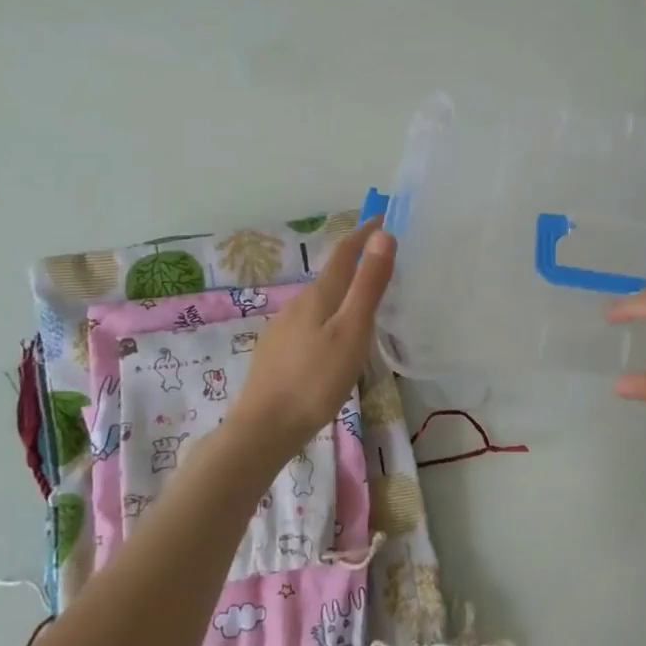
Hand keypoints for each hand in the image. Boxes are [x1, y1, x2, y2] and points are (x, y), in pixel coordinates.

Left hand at [223, 221, 394, 466]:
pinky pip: (309, 323)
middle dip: (355, 264)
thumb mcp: (352, 331)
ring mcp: (283, 328)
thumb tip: (382, 235)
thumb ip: (368, 285)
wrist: (263, 428)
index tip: (382, 217)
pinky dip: (327, 318)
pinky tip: (332, 340)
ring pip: (319, 302)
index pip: (344, 253)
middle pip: (331, 276)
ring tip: (363, 304)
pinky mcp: (277, 352)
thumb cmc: (315, 379)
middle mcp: (298, 304)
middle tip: (382, 264)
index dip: (364, 233)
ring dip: (341, 293)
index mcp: (319, 296)